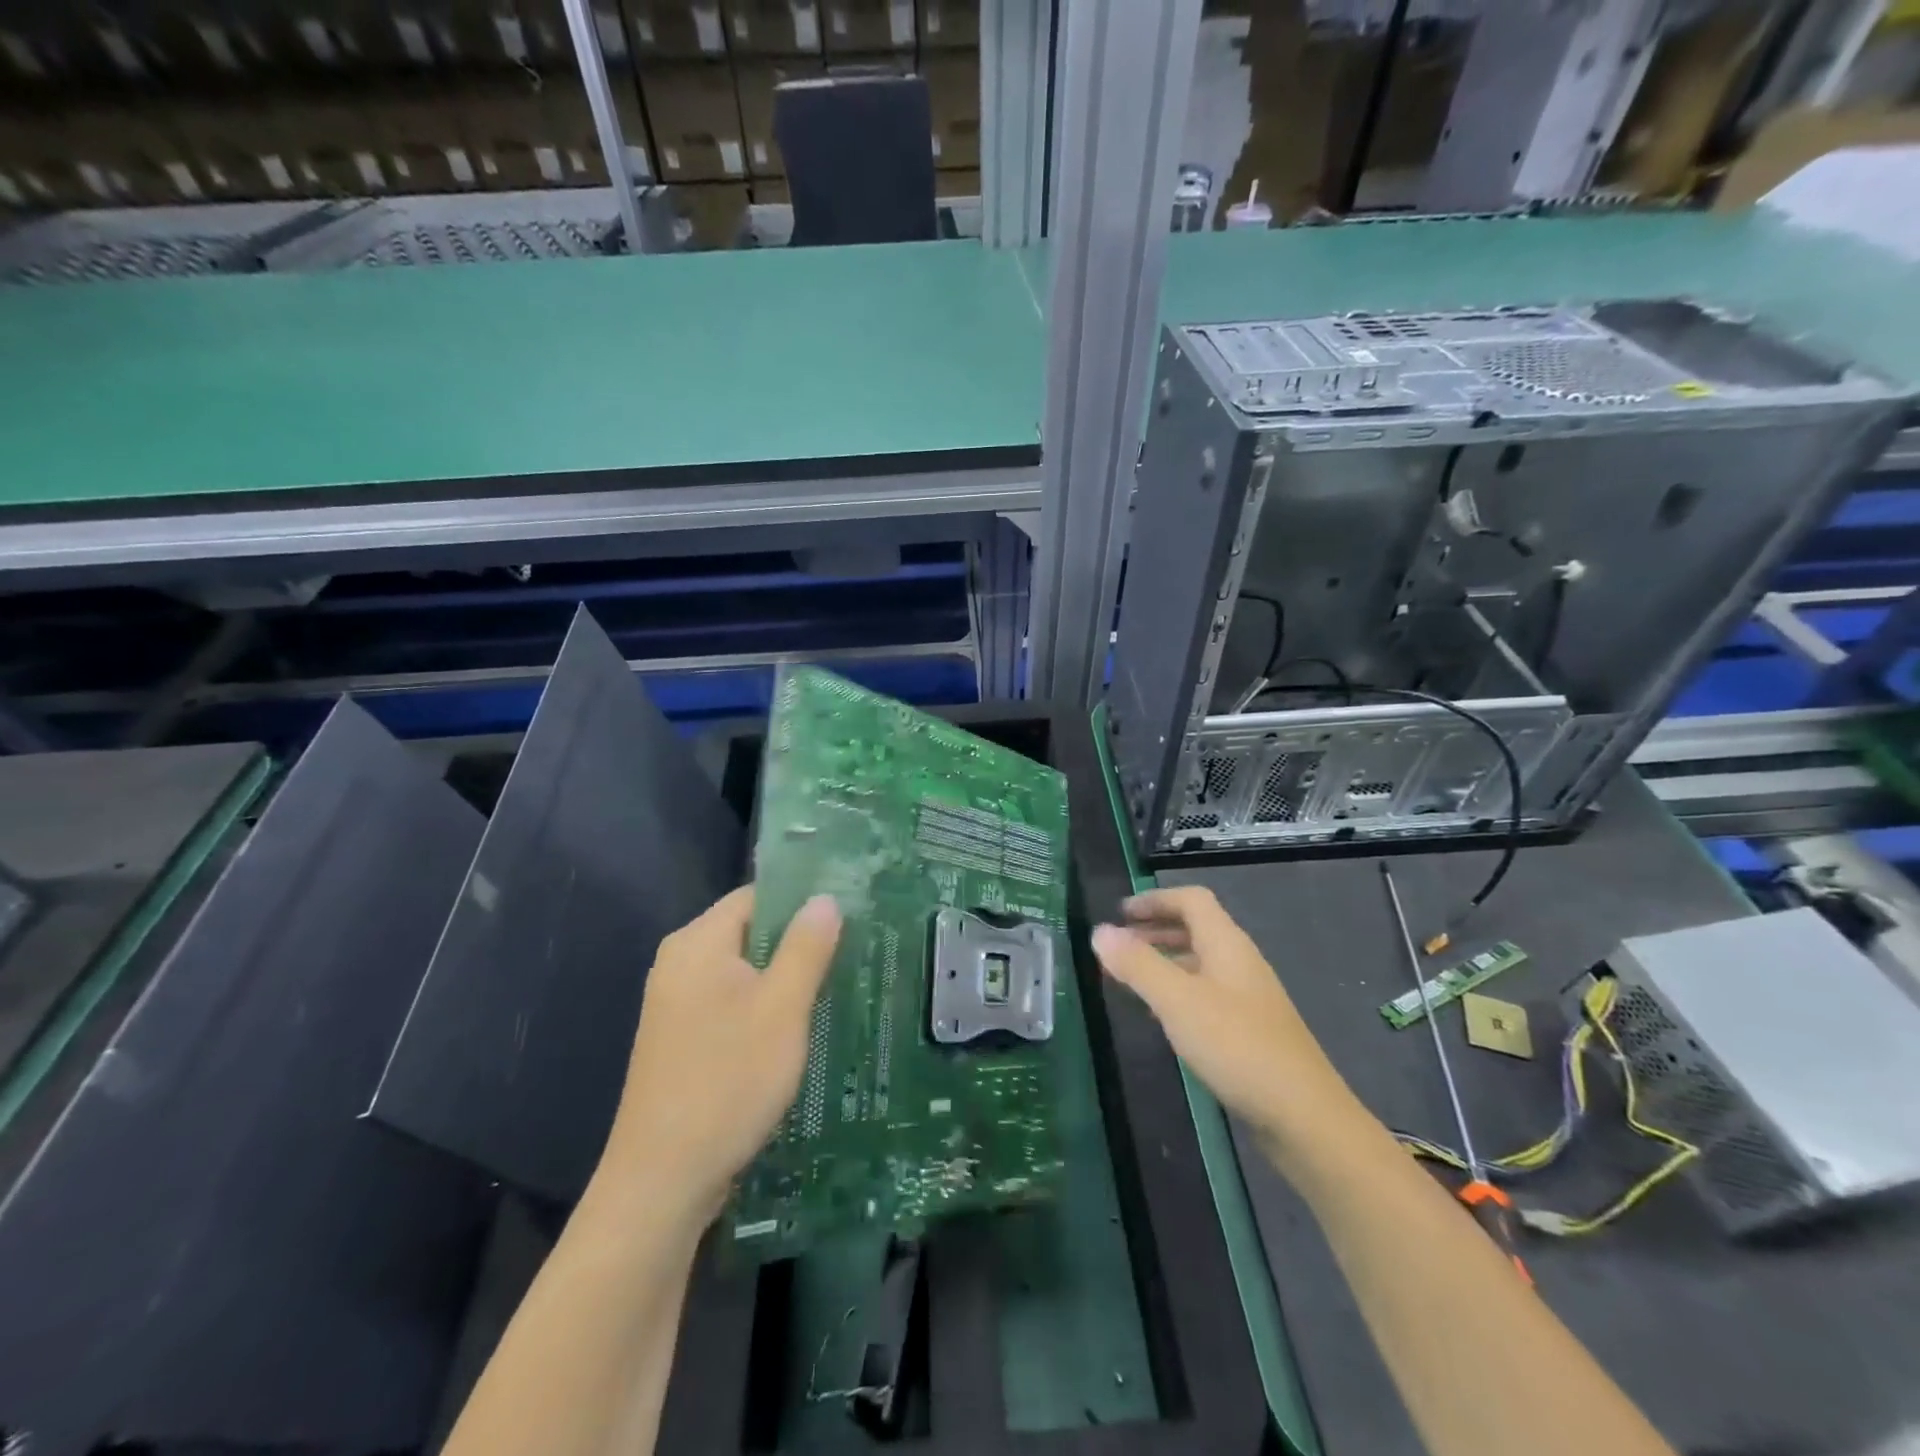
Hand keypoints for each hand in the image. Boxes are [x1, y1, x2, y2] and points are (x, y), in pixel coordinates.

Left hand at [597, 887, 841, 1226]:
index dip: (803, 900)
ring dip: (785, 978)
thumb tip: (825, 898)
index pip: (757, 896)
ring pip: (744, 972)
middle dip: (799, 942)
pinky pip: (731, 1004)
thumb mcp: (782, 1009)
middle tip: (853, 951)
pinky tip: (799, 1028)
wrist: (661, 1182)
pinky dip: (764, 1007)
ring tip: (837, 985)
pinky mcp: (681, 1041)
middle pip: (750, 932)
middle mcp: (680, 964)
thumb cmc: (727, 1081)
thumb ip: (806, 947)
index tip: (850, 913)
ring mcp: (676, 1005)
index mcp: (698, 943)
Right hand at [1092, 886, 1355, 1152]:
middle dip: (1155, 929)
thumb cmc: (1236, 1046)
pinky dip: (1179, 990)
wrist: (1303, 1116)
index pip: (1191, 900)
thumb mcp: (1178, 1001)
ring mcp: (1249, 997)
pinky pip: (1207, 992)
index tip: (1119, 915)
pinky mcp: (1251, 1029)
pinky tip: (1164, 1016)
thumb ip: (1138, 964)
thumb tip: (1100, 932)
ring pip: (1201, 962)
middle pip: (1197, 928)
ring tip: (1131, 978)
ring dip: (1165, 960)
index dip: (1155, 900)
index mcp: (1227, 944)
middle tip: (1119, 946)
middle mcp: (1240, 962)